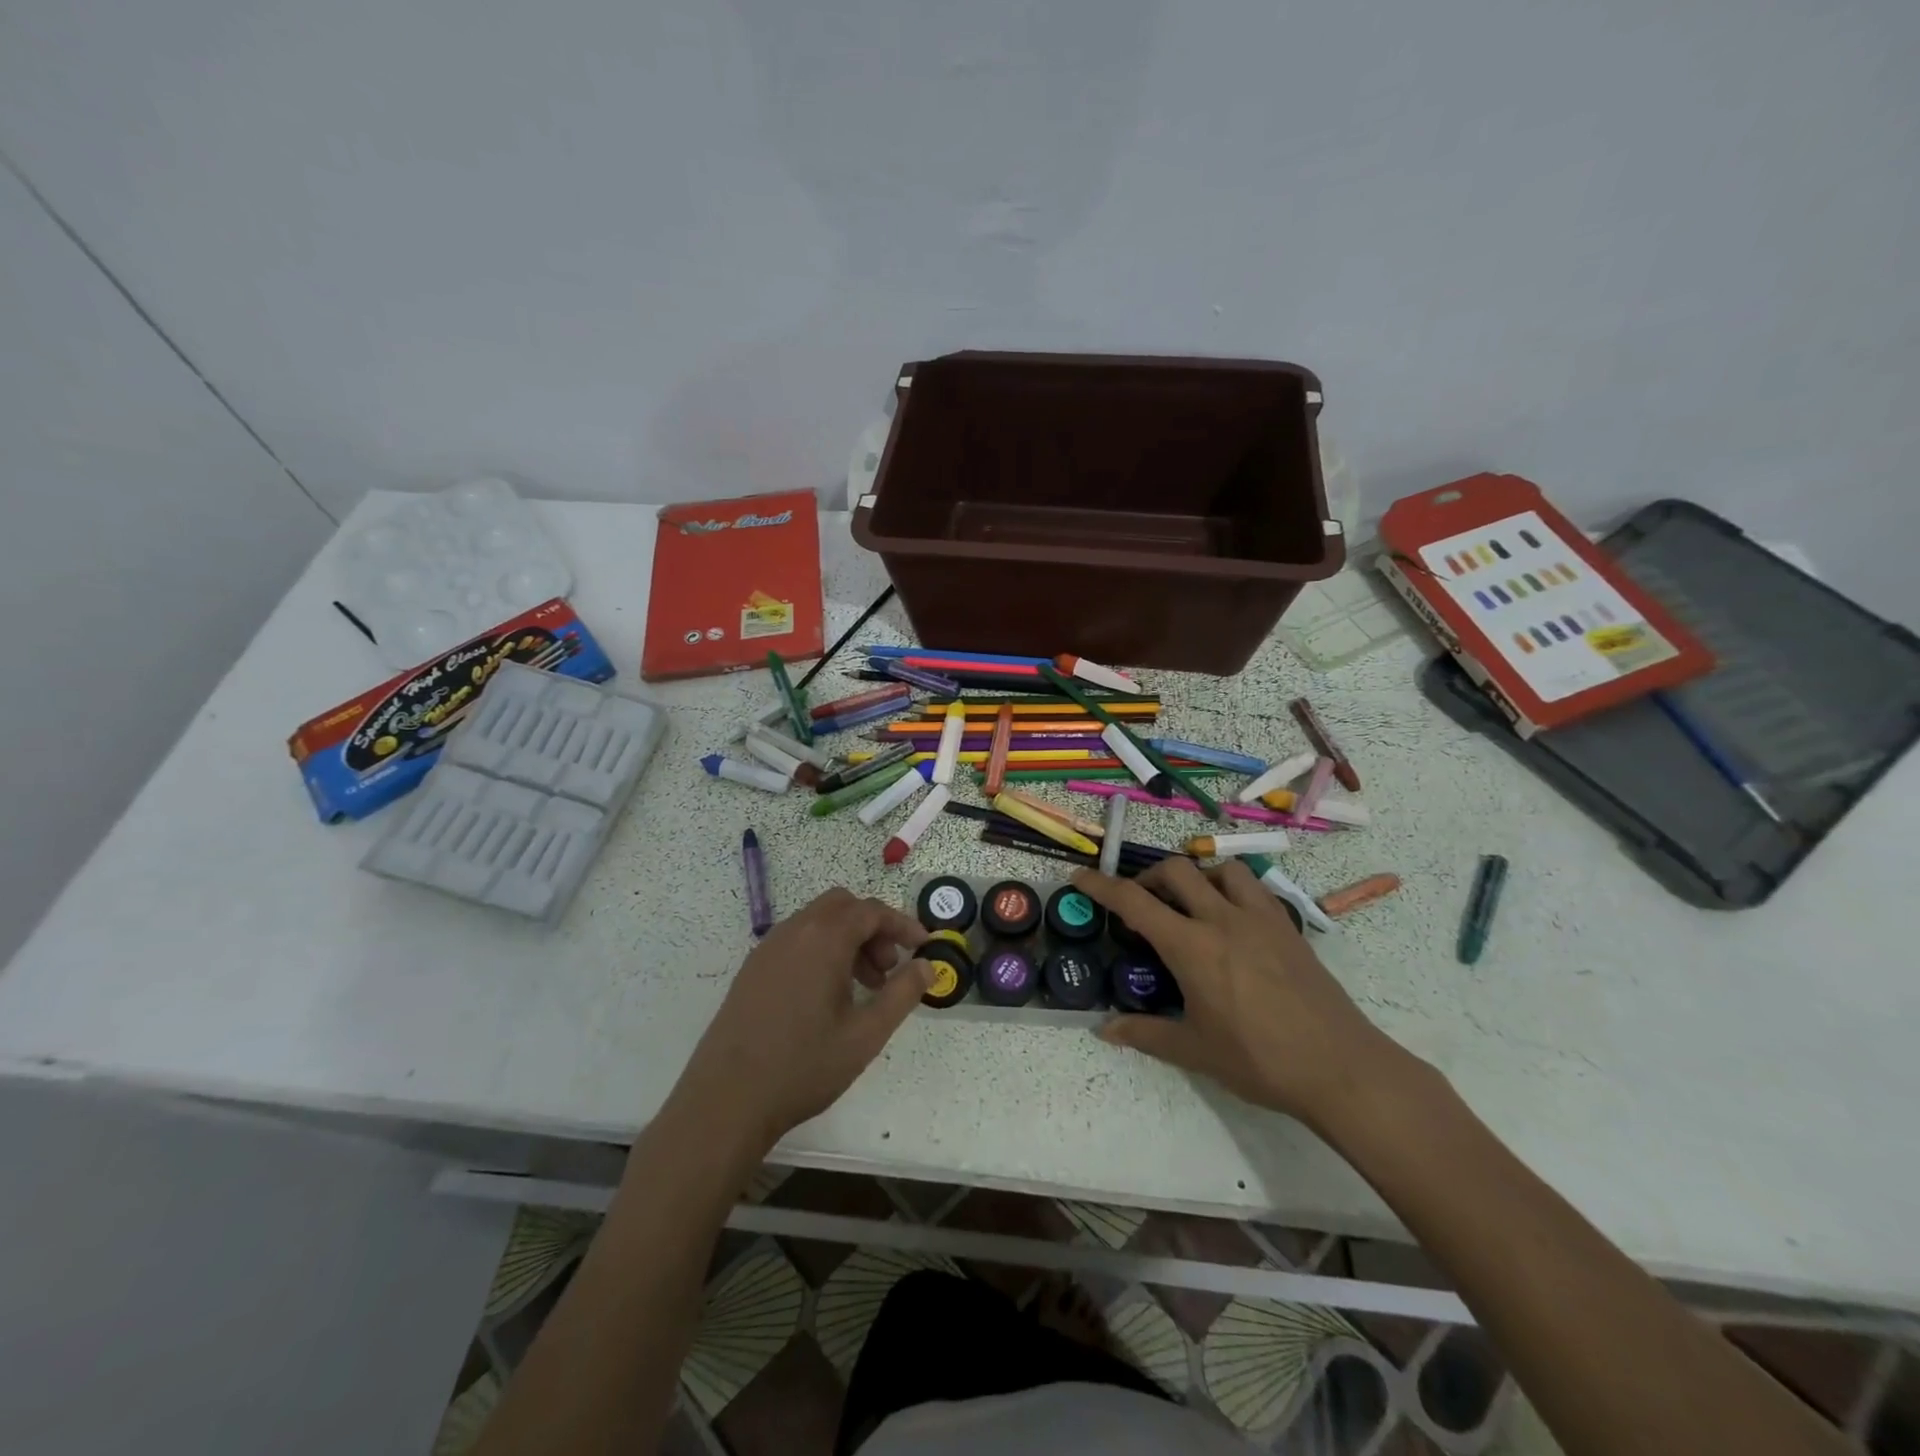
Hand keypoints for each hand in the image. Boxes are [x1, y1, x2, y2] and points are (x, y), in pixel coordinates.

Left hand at [671, 888, 934, 1153]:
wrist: (725, 1100)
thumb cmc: (803, 1066)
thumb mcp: (866, 1034)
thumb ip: (902, 994)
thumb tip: (928, 966)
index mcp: (823, 939)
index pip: (871, 911)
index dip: (902, 924)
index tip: (923, 947)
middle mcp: (794, 931)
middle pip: (843, 906)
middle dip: (873, 928)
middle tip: (888, 969)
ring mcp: (767, 948)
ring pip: (818, 922)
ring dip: (848, 940)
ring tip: (863, 989)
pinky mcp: (752, 969)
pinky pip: (797, 940)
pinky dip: (822, 950)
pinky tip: (827, 997)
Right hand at [1073, 860, 1413, 1129]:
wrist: (1340, 1067)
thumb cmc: (1259, 1061)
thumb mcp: (1194, 1050)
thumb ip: (1145, 1033)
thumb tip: (1104, 1029)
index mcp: (1191, 947)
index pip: (1134, 902)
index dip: (1101, 885)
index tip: (1080, 876)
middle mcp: (1222, 919)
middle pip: (1175, 871)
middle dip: (1148, 877)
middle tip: (1139, 901)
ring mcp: (1260, 918)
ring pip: (1220, 869)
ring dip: (1196, 875)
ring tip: (1189, 902)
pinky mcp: (1288, 926)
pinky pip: (1254, 888)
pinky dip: (1231, 888)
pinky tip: (1232, 918)